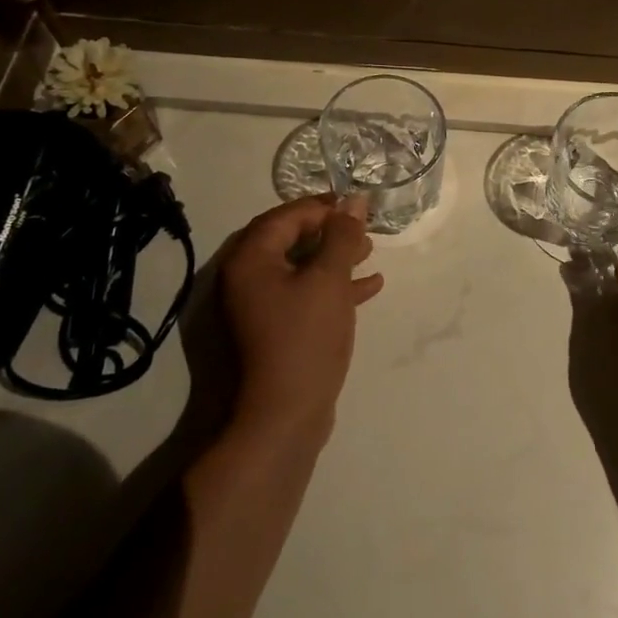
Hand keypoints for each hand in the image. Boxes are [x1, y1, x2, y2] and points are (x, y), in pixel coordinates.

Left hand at [217, 194, 383, 449]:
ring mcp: (259, 307)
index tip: (356, 206)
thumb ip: (342, 236)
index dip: (321, 207)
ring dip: (335, 257)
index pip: (285, 216)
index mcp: (250, 260)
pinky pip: (304, 295)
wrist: (284, 416)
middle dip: (330, 231)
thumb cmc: (305, 338)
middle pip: (290, 239)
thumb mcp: (329, 280)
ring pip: (300, 267)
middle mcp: (246, 279)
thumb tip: (354, 201)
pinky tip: (370, 286)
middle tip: (363, 227)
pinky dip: (333, 287)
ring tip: (370, 251)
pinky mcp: (275, 330)